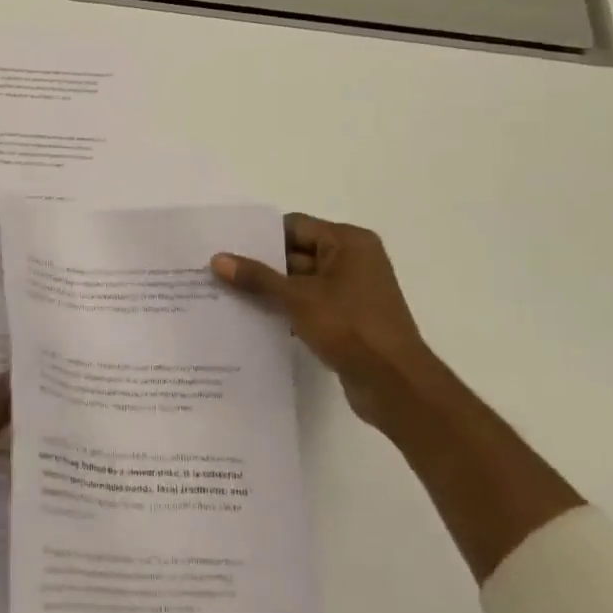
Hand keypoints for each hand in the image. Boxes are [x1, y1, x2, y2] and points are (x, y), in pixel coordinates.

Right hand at [212, 213, 433, 425]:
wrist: (395, 385)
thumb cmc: (350, 327)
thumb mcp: (298, 298)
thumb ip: (257, 278)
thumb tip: (217, 259)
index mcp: (349, 242)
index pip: (295, 226)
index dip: (260, 236)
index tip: (226, 245)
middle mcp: (354, 260)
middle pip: (297, 253)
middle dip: (262, 265)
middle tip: (219, 272)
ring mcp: (353, 291)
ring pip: (302, 282)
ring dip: (272, 290)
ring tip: (228, 295)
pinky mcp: (349, 319)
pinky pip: (310, 305)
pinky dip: (287, 309)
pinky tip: (255, 319)